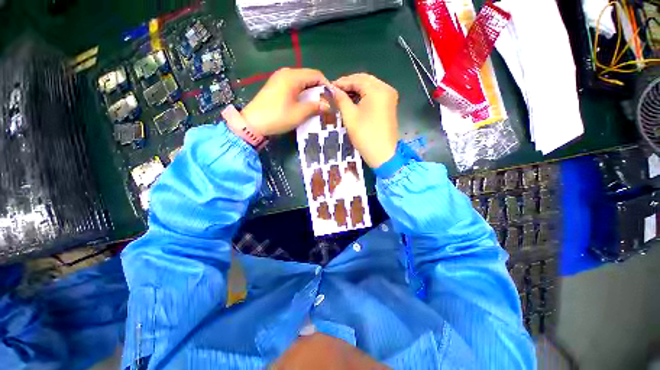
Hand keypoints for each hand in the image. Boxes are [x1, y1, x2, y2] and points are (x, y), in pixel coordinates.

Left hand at [241, 68, 329, 135]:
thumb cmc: (278, 117)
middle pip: (308, 76)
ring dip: (311, 92)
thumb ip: (316, 107)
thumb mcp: (299, 113)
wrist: (253, 123)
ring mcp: (279, 79)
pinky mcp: (276, 86)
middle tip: (326, 102)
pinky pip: (293, 86)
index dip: (326, 85)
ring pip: (301, 81)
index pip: (316, 74)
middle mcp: (286, 73)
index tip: (333, 97)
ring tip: (318, 104)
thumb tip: (329, 106)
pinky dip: (302, 93)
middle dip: (319, 89)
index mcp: (292, 76)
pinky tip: (305, 103)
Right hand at [331, 73, 398, 167]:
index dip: (342, 82)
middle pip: (365, 81)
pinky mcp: (389, 106)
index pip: (357, 79)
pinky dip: (364, 96)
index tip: (329, 87)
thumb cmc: (365, 135)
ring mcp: (390, 98)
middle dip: (349, 84)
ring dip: (356, 90)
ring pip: (370, 88)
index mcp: (378, 89)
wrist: (383, 154)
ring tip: (342, 96)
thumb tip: (332, 89)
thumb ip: (341, 99)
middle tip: (335, 91)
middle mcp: (386, 89)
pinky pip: (375, 96)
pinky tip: (354, 101)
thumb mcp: (350, 116)